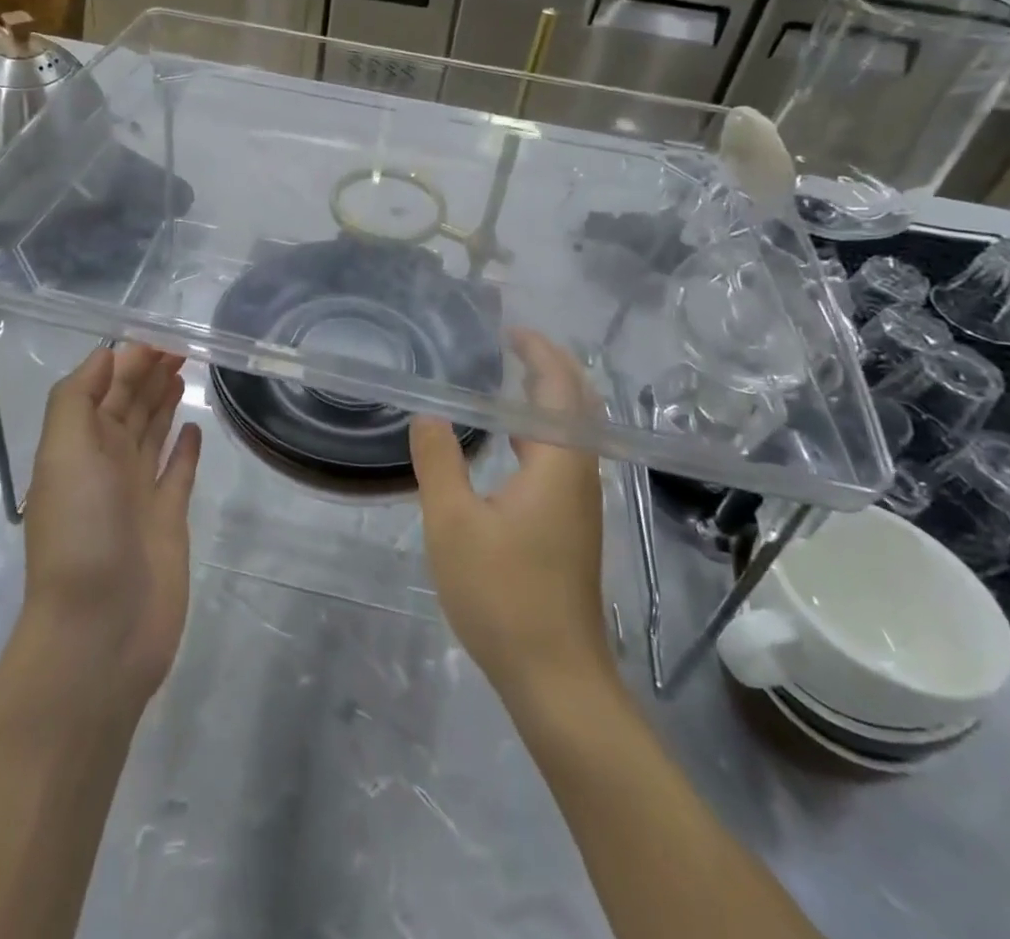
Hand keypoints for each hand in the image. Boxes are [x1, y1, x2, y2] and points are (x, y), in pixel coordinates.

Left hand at [22, 345, 201, 703]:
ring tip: (183, 374)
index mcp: (79, 446)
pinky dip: (185, 450)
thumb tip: (108, 354)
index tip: (160, 336)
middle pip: (129, 406)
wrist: (100, 629)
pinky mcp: (168, 520)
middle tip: (181, 347)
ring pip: (153, 434)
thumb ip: (78, 398)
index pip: (104, 388)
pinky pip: (178, 474)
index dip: (127, 360)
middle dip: (148, 374)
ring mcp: (138, 493)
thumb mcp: (64, 452)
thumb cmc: (81, 532)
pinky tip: (196, 429)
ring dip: (164, 403)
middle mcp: (107, 464)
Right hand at [411, 328, 612, 697]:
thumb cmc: (504, 594)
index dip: (540, 353)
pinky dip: (537, 434)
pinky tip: (506, 448)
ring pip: (569, 436)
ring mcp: (580, 506)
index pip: (560, 388)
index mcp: (558, 464)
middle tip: (511, 347)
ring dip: (544, 402)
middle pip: (575, 406)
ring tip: (504, 384)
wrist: (556, 678)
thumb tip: (429, 415)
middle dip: (549, 369)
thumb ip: (439, 461)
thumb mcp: (453, 523)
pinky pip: (559, 460)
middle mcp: (579, 476)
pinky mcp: (571, 529)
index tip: (510, 331)